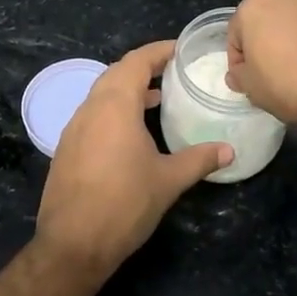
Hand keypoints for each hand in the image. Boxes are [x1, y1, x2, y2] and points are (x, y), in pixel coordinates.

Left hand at [34, 40, 231, 274]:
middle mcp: (90, 109)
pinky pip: (92, 114)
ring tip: (158, 99)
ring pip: (101, 94)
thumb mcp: (169, 180)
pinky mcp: (66, 149)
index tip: (181, 50)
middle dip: (144, 67)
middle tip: (173, 72)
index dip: (159, 51)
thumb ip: (200, 159)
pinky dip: (114, 110)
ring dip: (128, 90)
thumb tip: (230, 151)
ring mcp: (74, 129)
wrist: (73, 245)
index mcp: (115, 106)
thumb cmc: (124, 204)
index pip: (136, 62)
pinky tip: (132, 132)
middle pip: (116, 73)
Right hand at [227, 0, 296, 126]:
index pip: (236, 34)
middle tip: (277, 76)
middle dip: (270, 45)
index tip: (249, 81)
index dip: (240, 61)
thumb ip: (239, 76)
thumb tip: (239, 73)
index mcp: (255, 6)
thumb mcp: (253, 89)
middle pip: (270, 22)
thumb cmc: (290, 83)